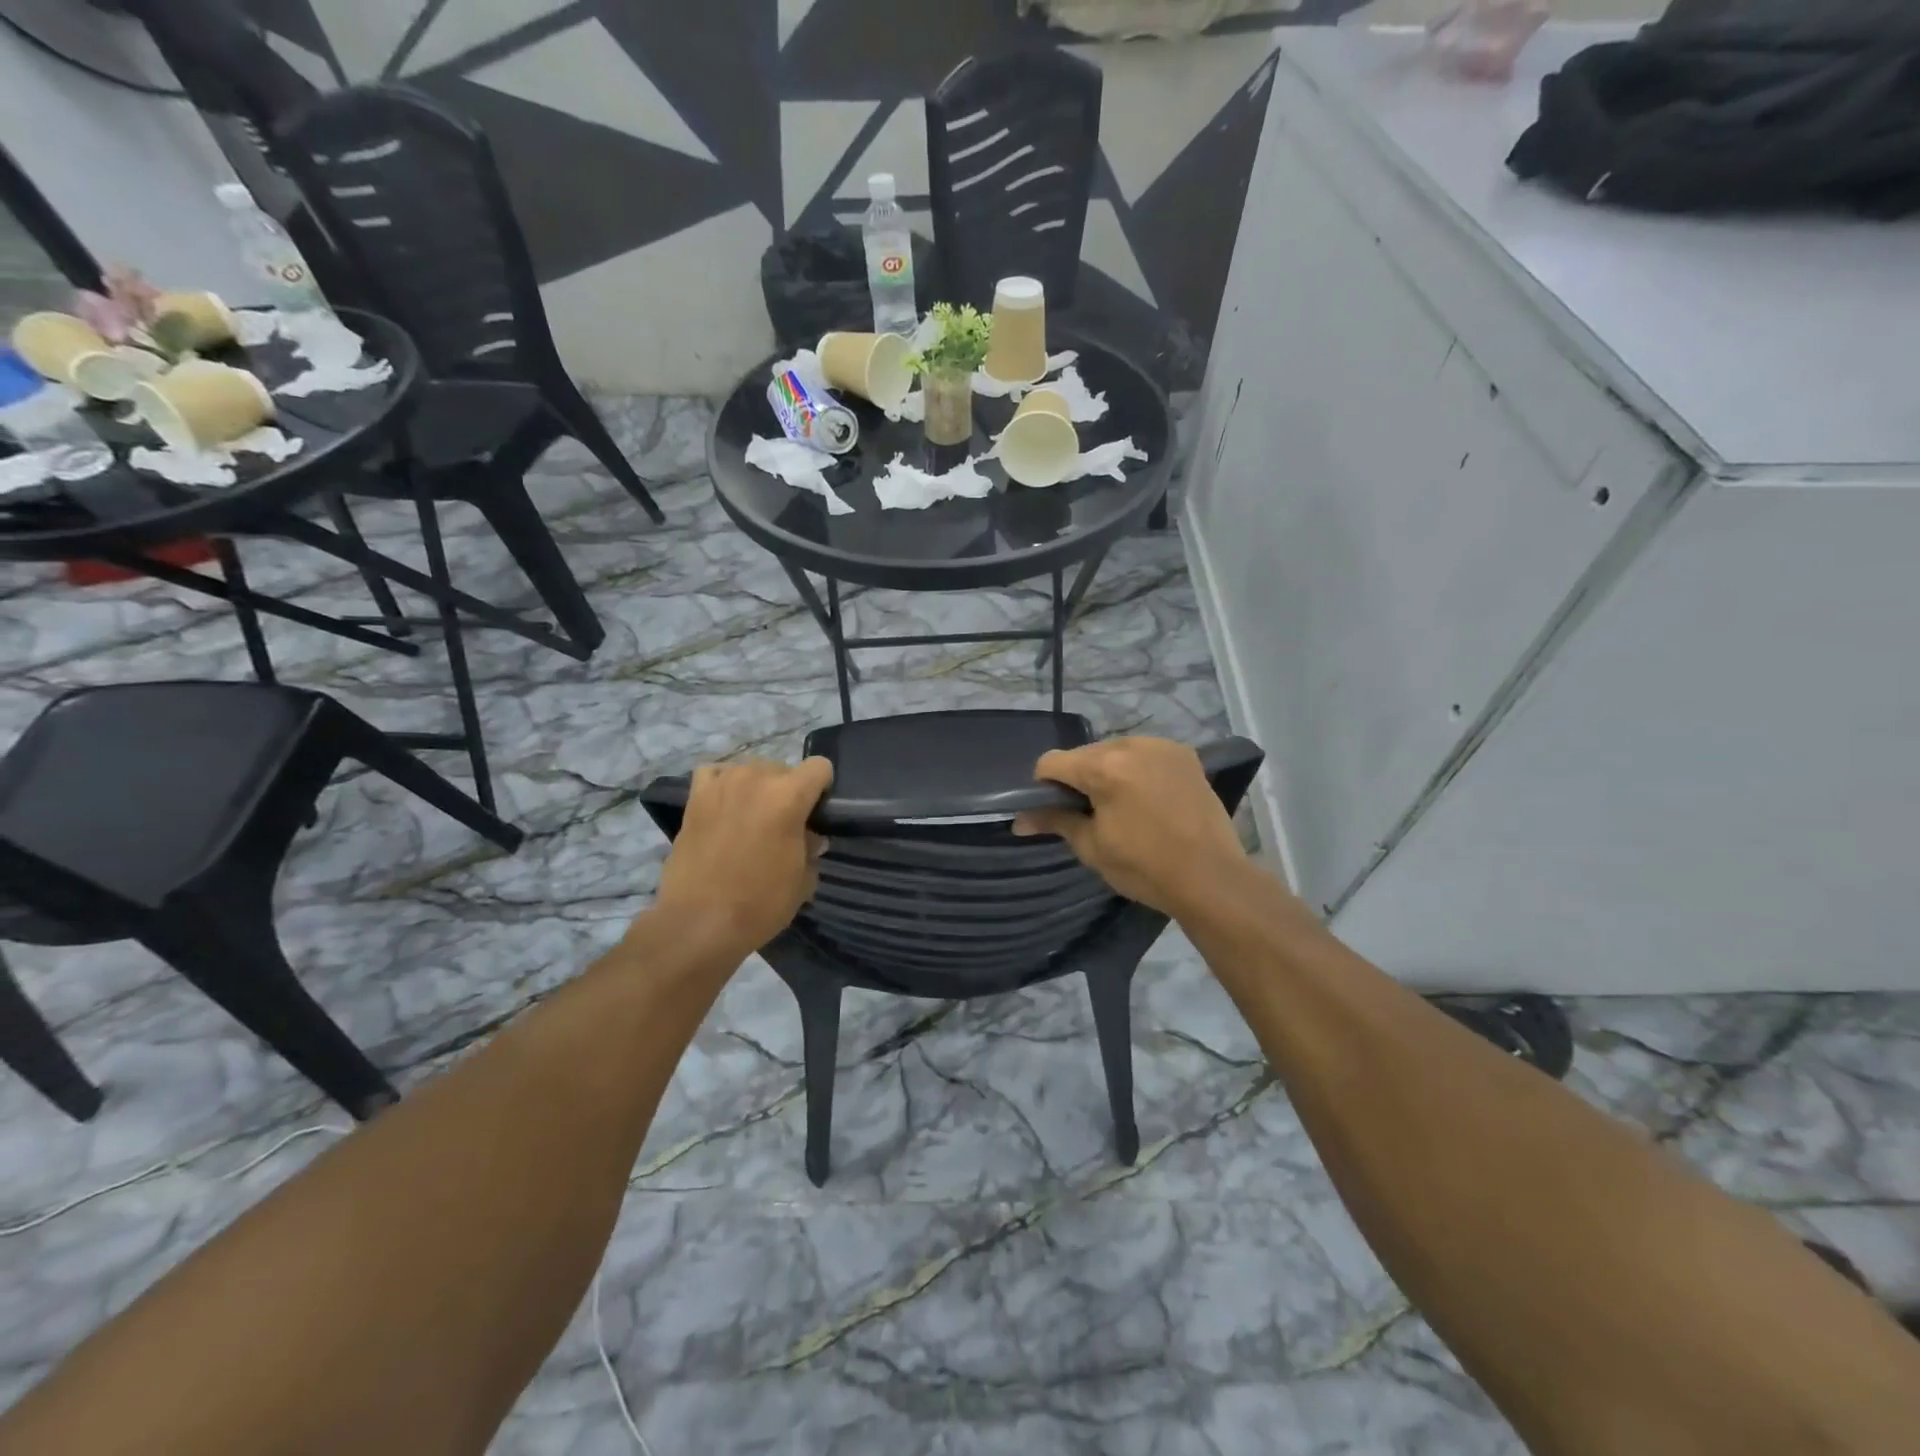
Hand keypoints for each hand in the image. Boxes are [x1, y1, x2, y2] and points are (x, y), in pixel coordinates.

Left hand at [652, 757, 833, 958]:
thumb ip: (811, 848)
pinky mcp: (695, 797)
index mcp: (789, 795)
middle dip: (788, 792)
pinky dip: (724, 784)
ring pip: (751, 770)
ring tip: (751, 819)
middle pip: (784, 768)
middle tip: (783, 826)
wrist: (698, 921)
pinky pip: (715, 773)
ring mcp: (722, 784)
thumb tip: (809, 837)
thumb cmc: (759, 903)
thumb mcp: (803, 880)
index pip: (820, 767)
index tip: (816, 815)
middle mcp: (756, 778)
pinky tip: (726, 806)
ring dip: (757, 788)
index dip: (823, 789)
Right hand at [1013, 738, 1250, 918]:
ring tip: (1121, 807)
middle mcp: (1131, 745)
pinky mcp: (1184, 755)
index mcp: (1104, 767)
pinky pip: (1144, 754)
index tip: (1054, 812)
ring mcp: (1161, 746)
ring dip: (1108, 772)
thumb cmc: (1145, 867)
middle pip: (1084, 754)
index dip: (1043, 787)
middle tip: (1089, 814)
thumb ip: (1055, 821)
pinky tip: (1147, 799)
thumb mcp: (1092, 847)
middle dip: (1078, 779)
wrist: (1212, 878)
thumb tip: (1019, 820)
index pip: (1052, 762)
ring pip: (1115, 751)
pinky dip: (1136, 770)